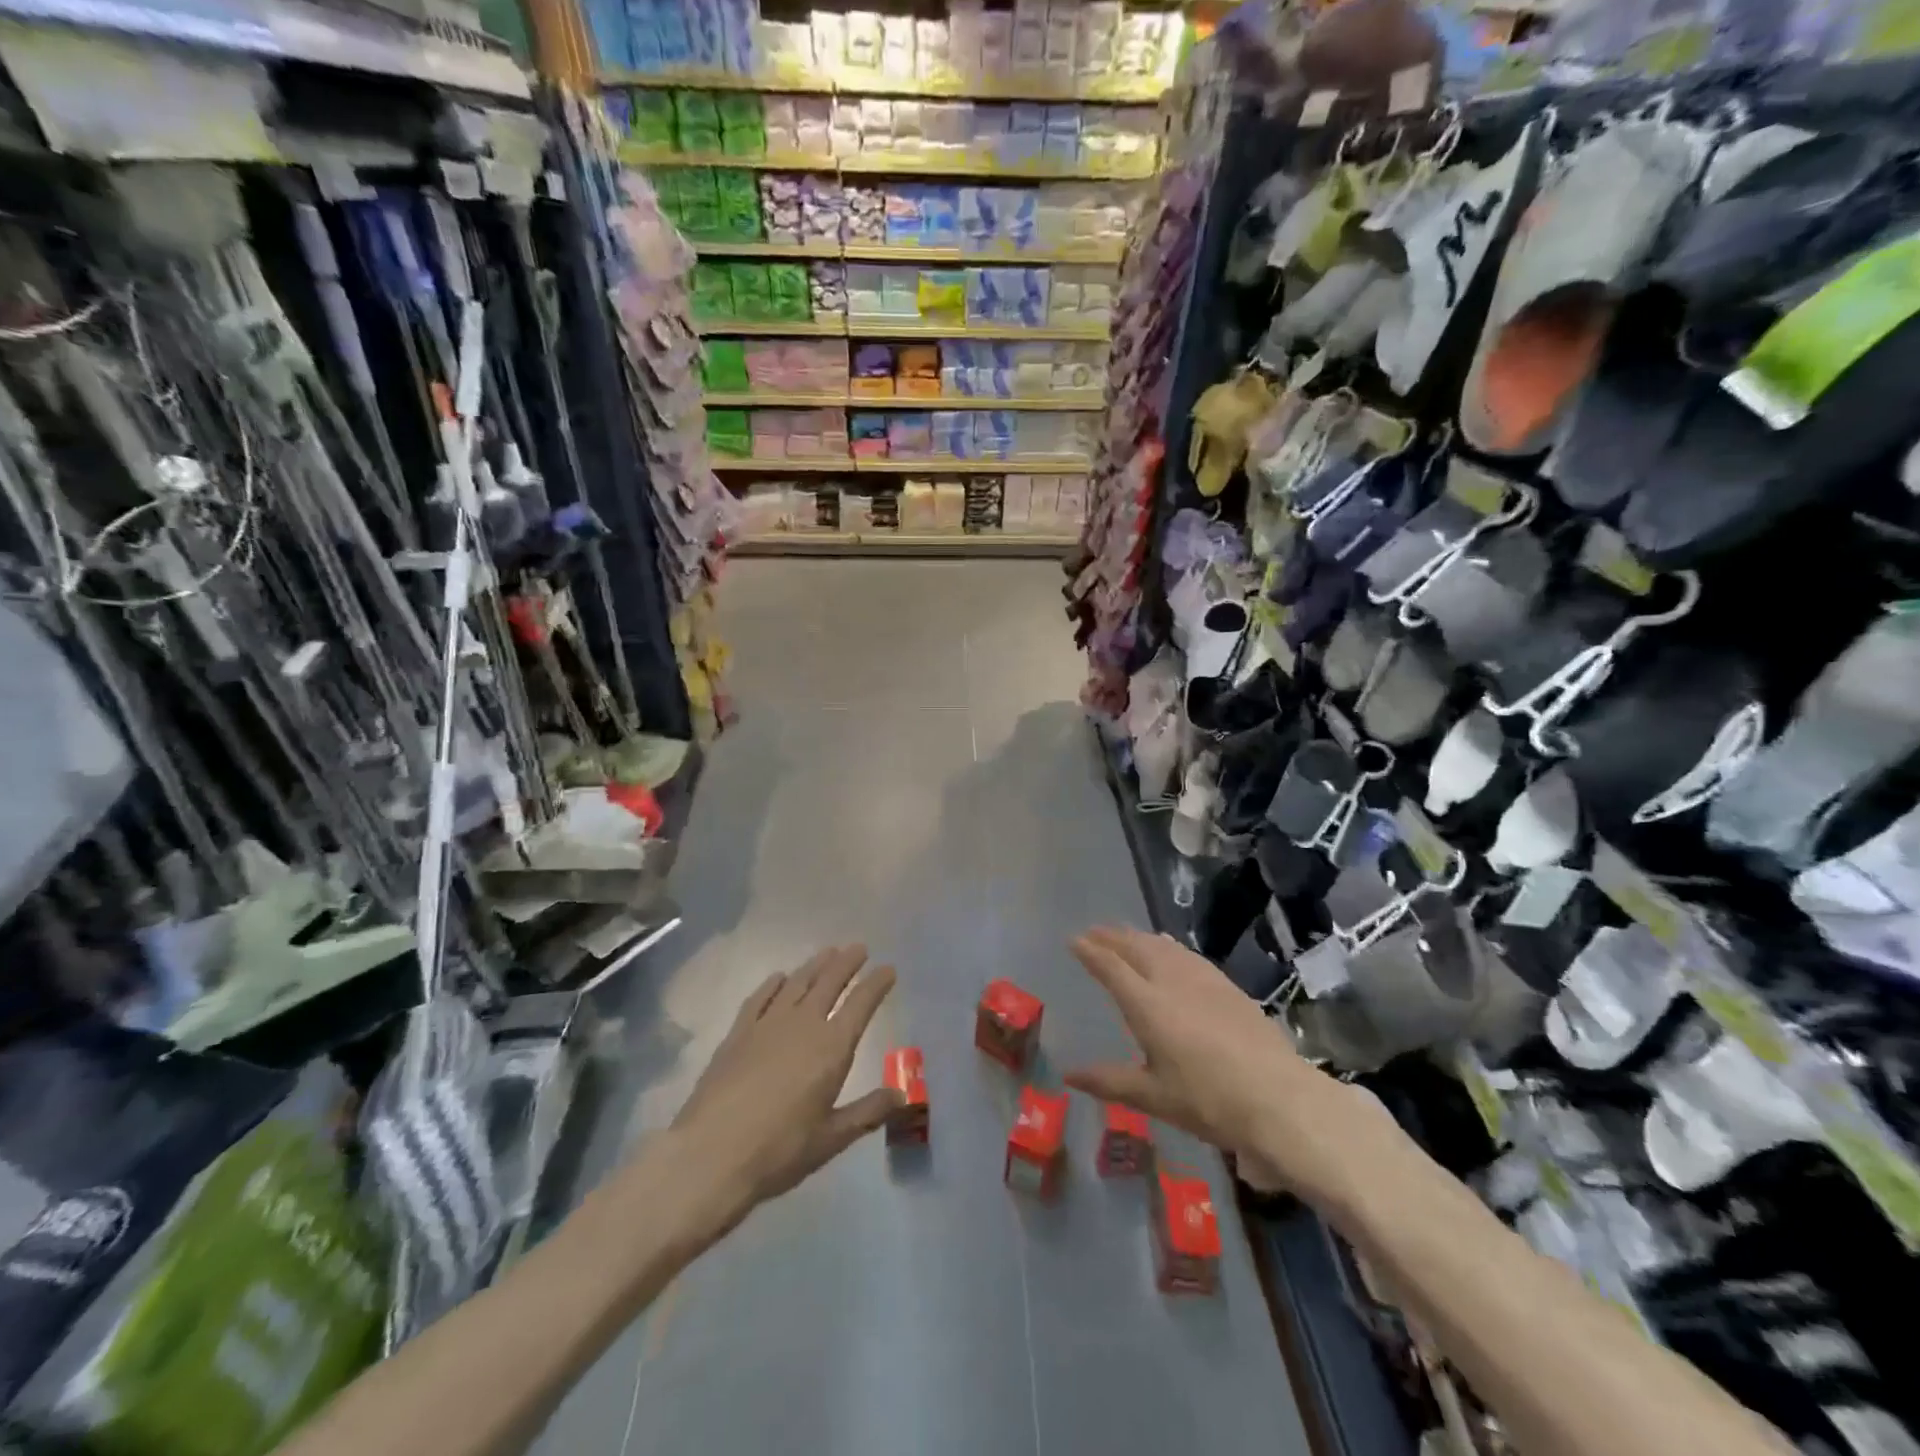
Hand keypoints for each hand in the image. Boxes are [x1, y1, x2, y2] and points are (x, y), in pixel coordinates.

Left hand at [659, 945, 901, 1240]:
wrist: (710, 1155)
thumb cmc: (779, 1151)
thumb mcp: (832, 1139)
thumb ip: (868, 1112)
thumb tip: (902, 1096)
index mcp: (832, 1047)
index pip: (861, 1004)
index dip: (877, 984)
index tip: (888, 969)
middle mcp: (803, 1024)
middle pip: (829, 983)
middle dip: (847, 963)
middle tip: (859, 948)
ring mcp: (767, 1025)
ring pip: (797, 983)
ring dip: (815, 966)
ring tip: (828, 952)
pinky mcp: (737, 1034)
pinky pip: (760, 998)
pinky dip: (773, 983)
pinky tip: (778, 977)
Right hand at [1063, 926, 1376, 1207]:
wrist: (1279, 1098)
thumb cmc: (1208, 1101)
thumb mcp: (1153, 1097)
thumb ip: (1109, 1081)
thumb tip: (1069, 1075)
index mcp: (1146, 1005)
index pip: (1111, 967)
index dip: (1090, 951)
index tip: (1073, 940)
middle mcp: (1170, 981)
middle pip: (1135, 947)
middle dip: (1112, 936)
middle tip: (1094, 931)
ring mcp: (1202, 979)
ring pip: (1162, 946)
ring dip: (1138, 936)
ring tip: (1125, 934)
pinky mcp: (1227, 985)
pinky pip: (1187, 954)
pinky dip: (1167, 945)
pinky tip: (1169, 948)